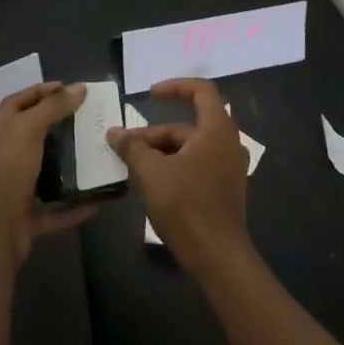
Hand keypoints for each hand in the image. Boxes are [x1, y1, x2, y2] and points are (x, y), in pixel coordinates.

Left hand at [0, 82, 97, 272]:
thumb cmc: (5, 171)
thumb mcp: (27, 129)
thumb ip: (52, 107)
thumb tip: (79, 87)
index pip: (17, 102)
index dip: (41, 91)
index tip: (69, 87)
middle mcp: (2, 158)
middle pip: (31, 135)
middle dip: (58, 125)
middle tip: (88, 118)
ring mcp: (13, 190)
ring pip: (44, 172)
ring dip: (68, 164)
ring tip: (96, 151)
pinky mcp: (27, 218)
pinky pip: (57, 208)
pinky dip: (77, 203)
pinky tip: (101, 197)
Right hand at [107, 78, 251, 273]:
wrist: (218, 258)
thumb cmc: (186, 206)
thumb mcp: (151, 173)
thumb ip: (132, 147)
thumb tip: (114, 132)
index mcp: (217, 130)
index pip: (201, 90)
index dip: (175, 87)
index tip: (150, 96)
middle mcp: (228, 143)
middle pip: (190, 124)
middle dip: (156, 132)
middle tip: (128, 145)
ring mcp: (229, 167)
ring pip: (191, 147)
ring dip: (162, 151)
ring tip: (133, 166)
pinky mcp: (225, 188)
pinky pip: (197, 164)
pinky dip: (175, 165)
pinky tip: (153, 183)